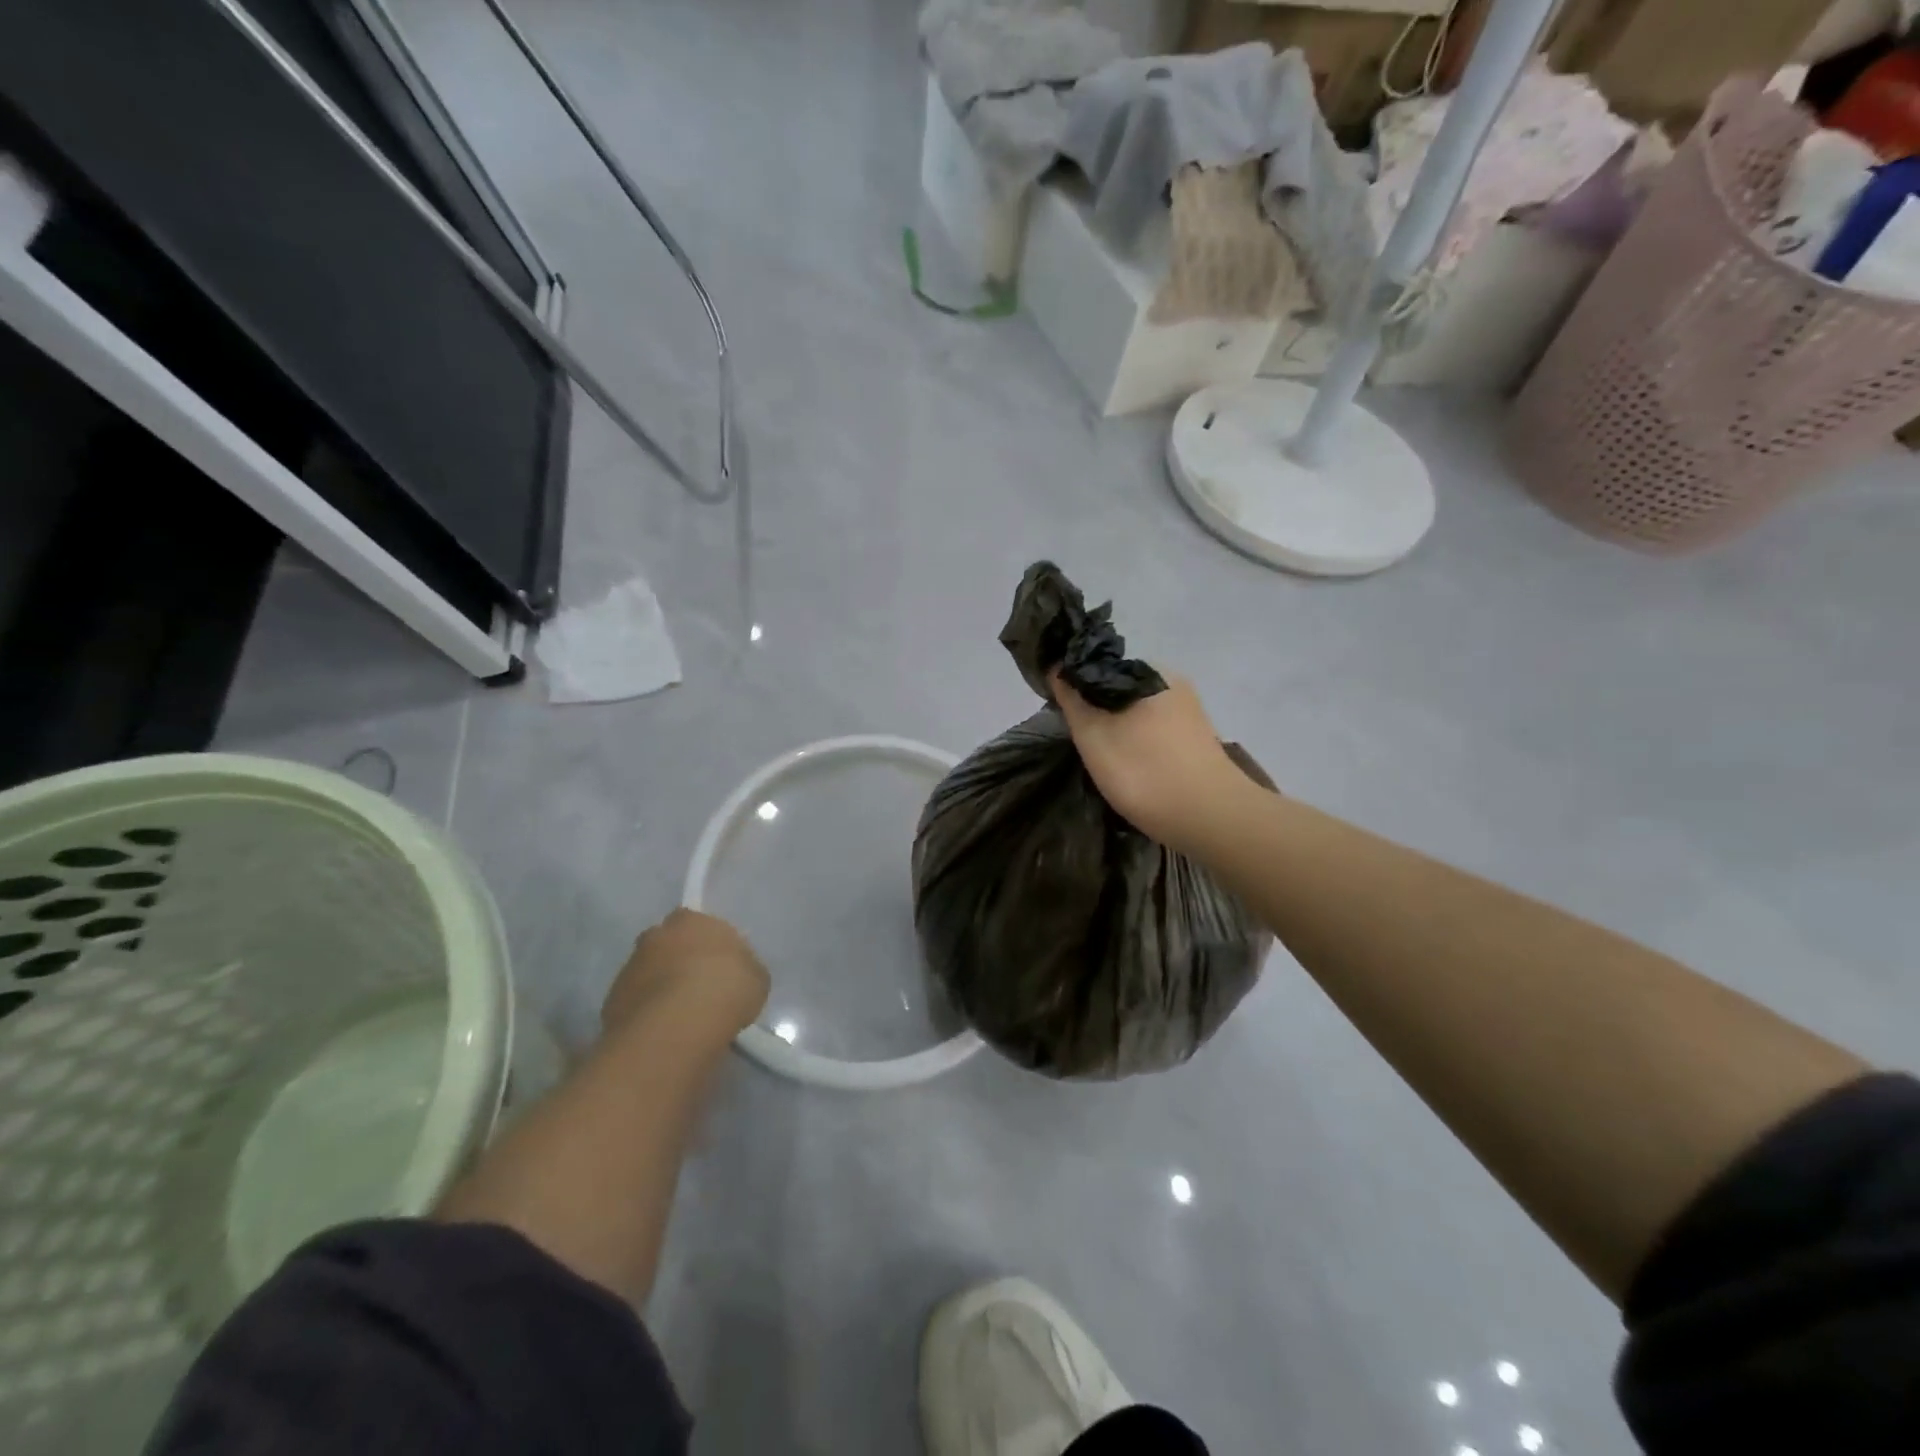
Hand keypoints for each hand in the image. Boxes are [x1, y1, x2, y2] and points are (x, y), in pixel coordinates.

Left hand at [602, 909, 769, 1041]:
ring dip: (661, 988)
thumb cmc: (726, 989)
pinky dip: (647, 1014)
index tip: (719, 966)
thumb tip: (734, 975)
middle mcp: (655, 935)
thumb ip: (742, 968)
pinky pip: (635, 1003)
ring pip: (648, 974)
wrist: (677, 1027)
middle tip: (699, 988)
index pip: (697, 923)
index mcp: (690, 919)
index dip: (708, 944)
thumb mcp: (756, 977)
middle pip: (668, 945)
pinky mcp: (611, 1001)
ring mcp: (629, 968)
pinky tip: (665, 1032)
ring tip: (682, 1017)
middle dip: (679, 961)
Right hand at [1051, 671, 1252, 852]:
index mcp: (1147, 670)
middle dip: (1098, 710)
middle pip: (1118, 689)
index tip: (1063, 716)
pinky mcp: (1198, 737)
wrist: (1211, 818)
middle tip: (1084, 744)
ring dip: (1120, 729)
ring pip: (1138, 712)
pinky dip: (1140, 744)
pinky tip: (1134, 768)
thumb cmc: (1143, 772)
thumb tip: (1057, 667)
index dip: (1074, 688)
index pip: (1097, 666)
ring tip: (1107, 761)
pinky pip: (1157, 731)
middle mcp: (1172, 681)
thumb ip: (1073, 699)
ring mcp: (1189, 710)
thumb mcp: (1093, 735)